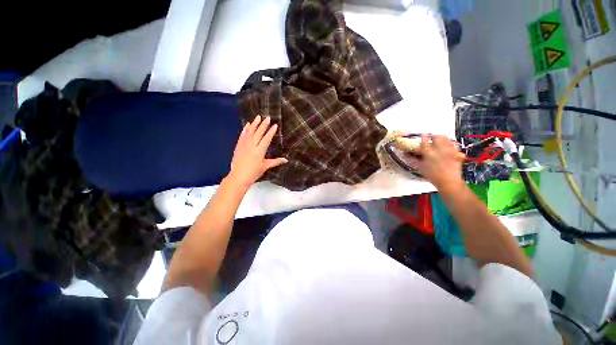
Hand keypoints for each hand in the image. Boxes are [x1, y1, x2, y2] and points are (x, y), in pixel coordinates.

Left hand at [227, 115, 287, 188]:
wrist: (238, 177)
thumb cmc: (254, 173)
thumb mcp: (265, 167)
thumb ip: (276, 161)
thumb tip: (286, 160)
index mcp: (259, 151)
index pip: (266, 139)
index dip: (271, 132)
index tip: (275, 125)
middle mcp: (252, 146)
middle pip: (258, 133)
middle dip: (263, 125)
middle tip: (267, 117)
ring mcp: (244, 145)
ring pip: (250, 132)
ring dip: (254, 124)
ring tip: (258, 117)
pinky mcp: (238, 146)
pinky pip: (242, 135)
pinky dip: (245, 129)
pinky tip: (247, 125)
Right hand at [410, 134, 465, 189]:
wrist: (448, 182)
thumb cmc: (432, 176)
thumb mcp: (421, 168)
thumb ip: (414, 160)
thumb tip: (406, 155)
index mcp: (429, 154)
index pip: (425, 142)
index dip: (423, 137)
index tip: (422, 134)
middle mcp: (439, 150)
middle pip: (437, 138)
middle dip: (434, 135)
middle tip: (430, 136)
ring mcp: (449, 151)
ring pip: (447, 139)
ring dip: (442, 137)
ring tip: (439, 138)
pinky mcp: (456, 153)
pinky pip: (454, 145)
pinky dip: (451, 143)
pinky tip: (449, 144)